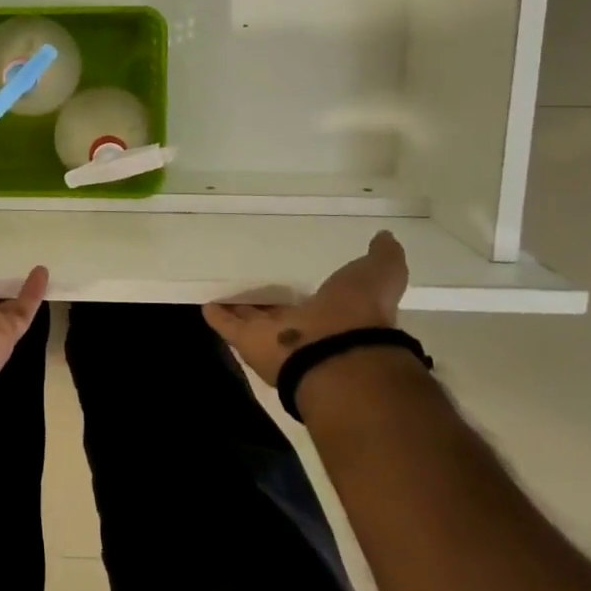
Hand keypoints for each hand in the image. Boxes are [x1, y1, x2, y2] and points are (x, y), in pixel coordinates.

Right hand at [202, 229, 407, 385]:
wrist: (336, 354)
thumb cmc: (359, 312)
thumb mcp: (380, 273)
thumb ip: (383, 256)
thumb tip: (386, 236)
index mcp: (335, 313)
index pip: (316, 297)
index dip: (306, 289)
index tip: (293, 272)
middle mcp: (304, 328)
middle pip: (281, 310)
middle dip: (269, 299)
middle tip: (252, 279)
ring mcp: (275, 337)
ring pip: (253, 318)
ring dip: (240, 307)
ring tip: (223, 288)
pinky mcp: (247, 342)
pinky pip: (228, 325)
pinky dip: (217, 315)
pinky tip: (205, 303)